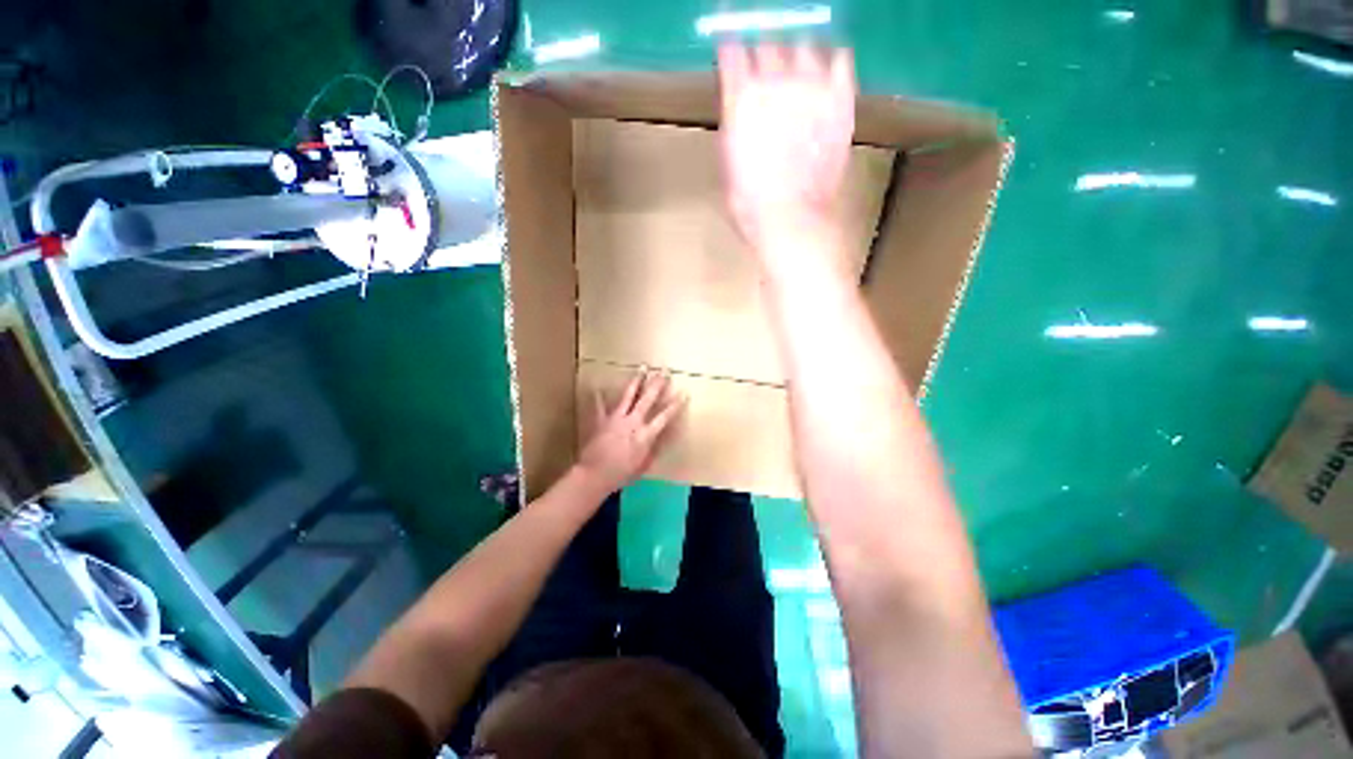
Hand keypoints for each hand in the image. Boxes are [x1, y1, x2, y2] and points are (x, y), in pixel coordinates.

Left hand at [577, 369, 684, 493]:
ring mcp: (616, 418)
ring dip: (636, 380)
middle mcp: (633, 422)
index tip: (684, 392)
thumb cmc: (622, 474)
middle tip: (664, 370)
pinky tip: (597, 387)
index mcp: (645, 434)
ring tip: (642, 367)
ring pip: (628, 395)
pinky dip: (598, 397)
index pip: (665, 416)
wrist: (595, 475)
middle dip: (657, 383)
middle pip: (647, 399)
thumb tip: (663, 436)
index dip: (676, 404)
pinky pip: (599, 406)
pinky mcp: (602, 420)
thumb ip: (654, 448)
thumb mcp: (644, 465)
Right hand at [717, 42, 855, 249]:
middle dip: (762, 54)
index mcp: (741, 98)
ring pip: (804, 45)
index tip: (732, 53)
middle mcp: (775, 82)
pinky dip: (832, 63)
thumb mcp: (728, 163)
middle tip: (764, 71)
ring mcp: (812, 87)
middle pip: (768, 43)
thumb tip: (740, 105)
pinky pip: (841, 60)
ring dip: (796, 57)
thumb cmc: (750, 204)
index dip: (731, 49)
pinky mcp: (841, 100)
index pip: (732, 50)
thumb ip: (734, 123)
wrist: (791, 220)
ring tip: (796, 74)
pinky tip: (826, 76)